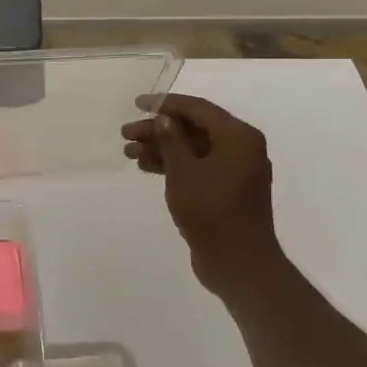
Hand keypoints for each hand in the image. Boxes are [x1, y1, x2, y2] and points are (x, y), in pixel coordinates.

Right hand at [121, 94, 284, 296]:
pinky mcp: (226, 190)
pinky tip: (146, 167)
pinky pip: (197, 167)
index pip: (198, 109)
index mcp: (238, 136)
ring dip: (162, 148)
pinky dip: (173, 166)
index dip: (165, 103)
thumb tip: (164, 118)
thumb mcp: (184, 171)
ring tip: (129, 152)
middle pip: (194, 128)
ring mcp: (234, 170)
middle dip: (158, 130)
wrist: (238, 262)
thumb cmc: (211, 210)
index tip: (138, 103)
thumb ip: (171, 140)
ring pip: (193, 149)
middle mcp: (241, 148)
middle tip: (126, 134)